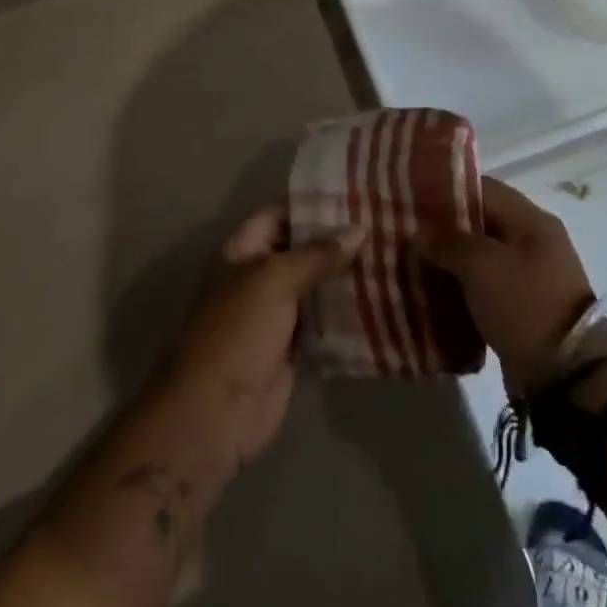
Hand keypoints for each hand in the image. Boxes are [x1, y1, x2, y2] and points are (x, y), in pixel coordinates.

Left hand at [165, 208, 365, 467]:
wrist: (218, 409)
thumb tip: (358, 230)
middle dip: (334, 241)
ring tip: (388, 258)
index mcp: (241, 250)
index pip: (277, 214)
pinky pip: (322, 321)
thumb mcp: (275, 279)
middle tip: (381, 226)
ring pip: (313, 286)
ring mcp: (274, 313)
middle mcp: (257, 276)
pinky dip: (344, 314)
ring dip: (343, 277)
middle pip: (299, 249)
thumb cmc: (239, 329)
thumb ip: (317, 254)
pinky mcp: (291, 346)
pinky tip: (379, 301)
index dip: (310, 204)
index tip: (353, 197)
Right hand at [418, 178, 596, 397]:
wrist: (568, 376)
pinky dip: (461, 286)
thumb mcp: (482, 266)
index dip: (446, 190)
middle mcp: (532, 241)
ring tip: (412, 261)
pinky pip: (484, 285)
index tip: (412, 198)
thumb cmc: (526, 305)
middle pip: (480, 221)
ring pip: (479, 255)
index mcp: (531, 220)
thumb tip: (419, 234)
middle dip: (443, 227)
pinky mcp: (522, 306)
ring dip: (449, 259)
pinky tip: (432, 291)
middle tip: (406, 231)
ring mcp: (529, 275)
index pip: (483, 188)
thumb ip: (447, 242)